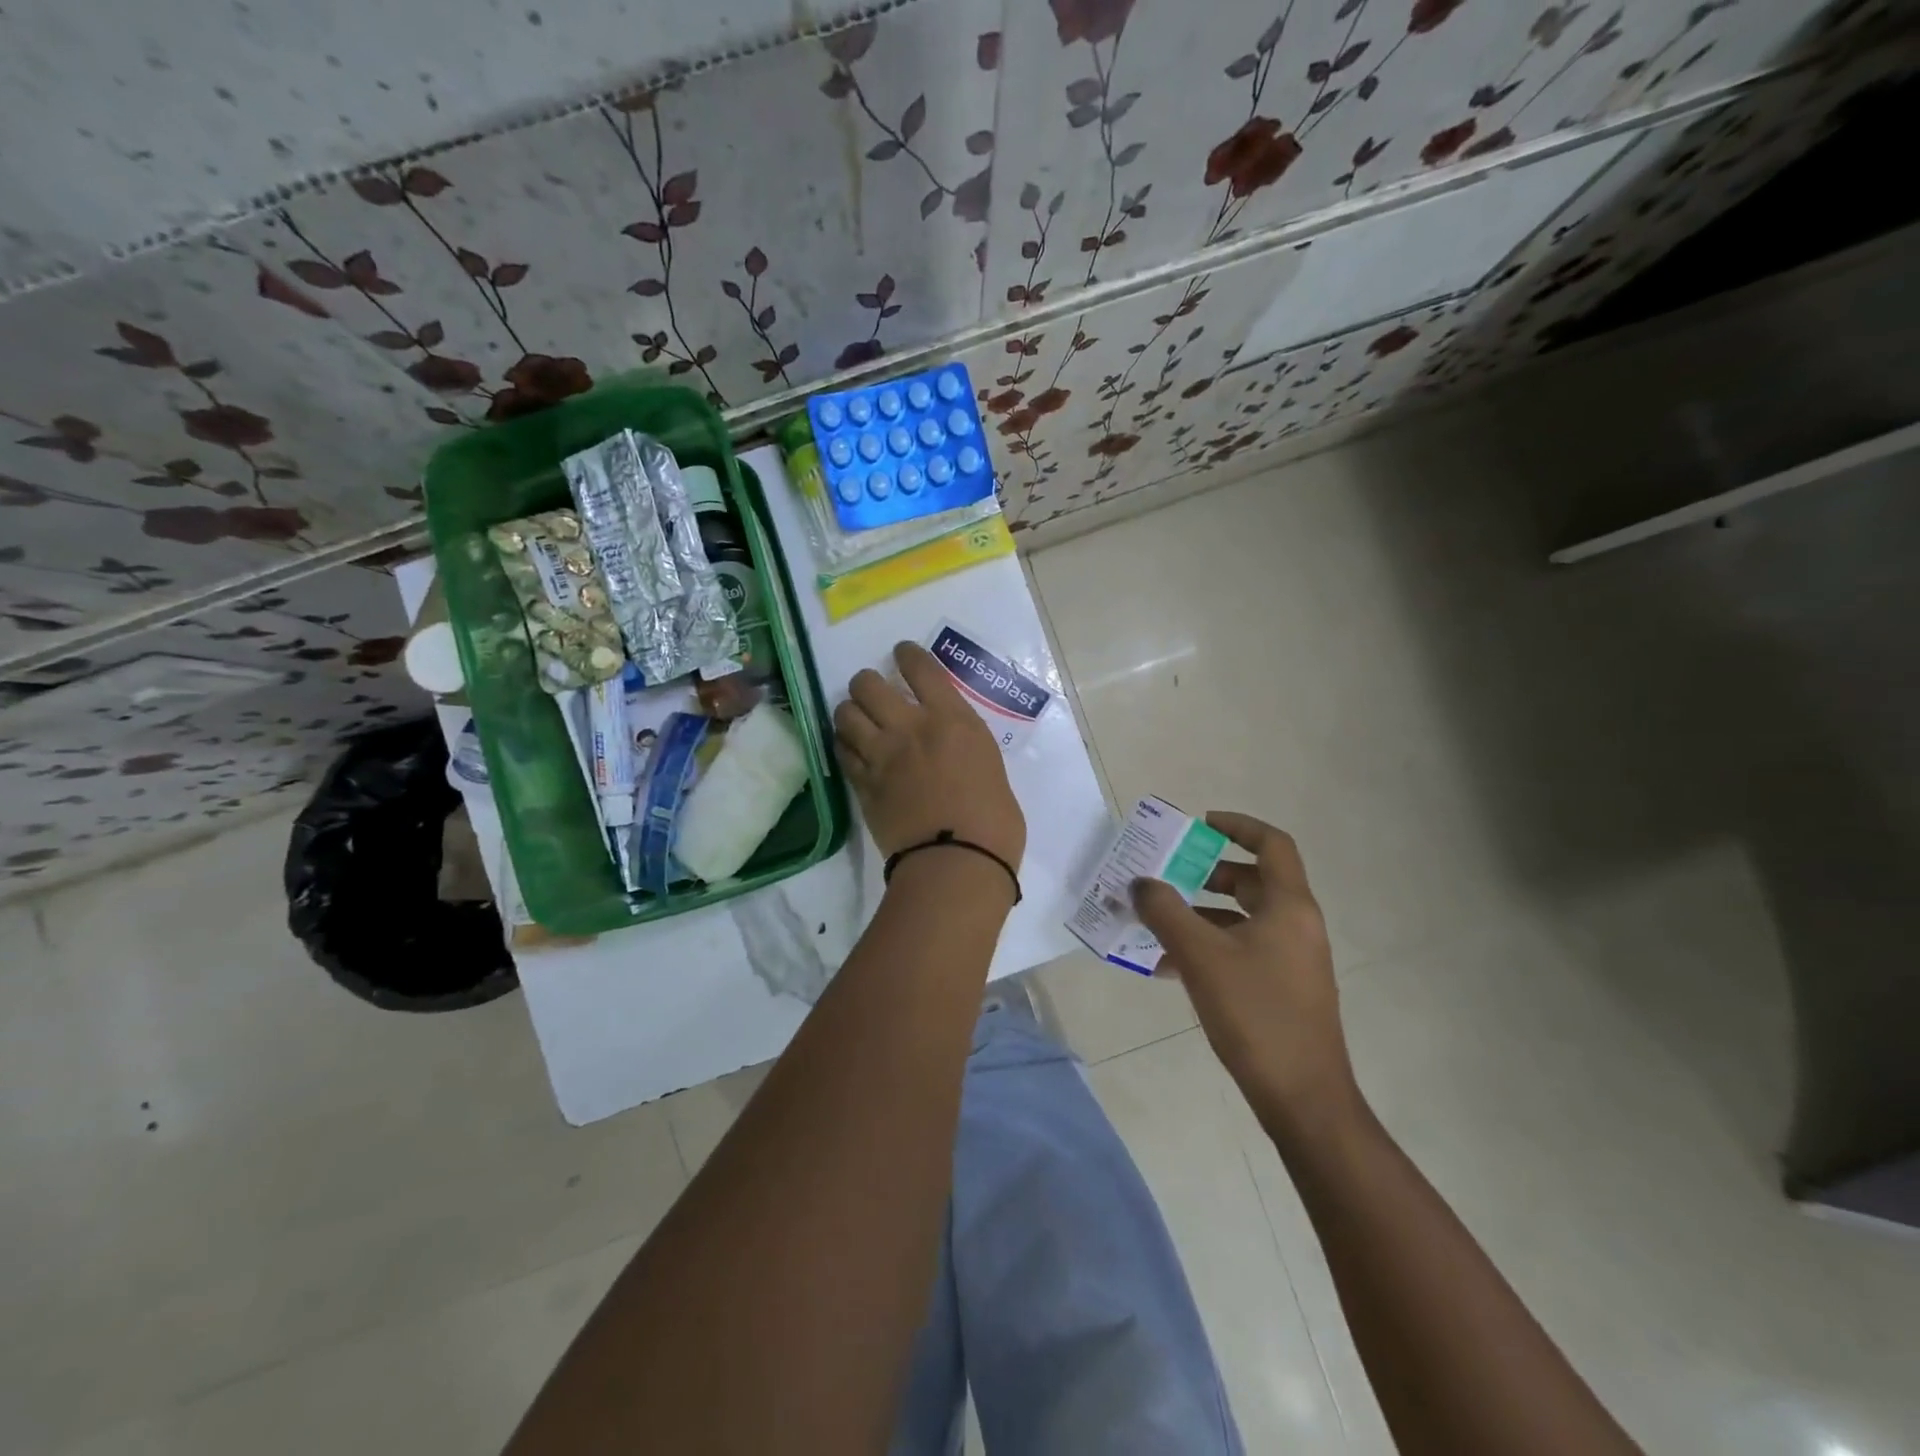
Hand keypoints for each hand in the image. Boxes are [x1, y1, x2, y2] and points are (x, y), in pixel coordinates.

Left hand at [833, 642, 1025, 875]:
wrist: (957, 863)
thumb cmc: (994, 822)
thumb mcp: (990, 768)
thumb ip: (964, 747)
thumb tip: (950, 750)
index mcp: (952, 720)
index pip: (921, 668)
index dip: (907, 654)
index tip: (901, 653)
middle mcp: (910, 728)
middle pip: (869, 684)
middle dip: (868, 682)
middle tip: (874, 692)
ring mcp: (881, 756)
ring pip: (845, 714)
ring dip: (850, 711)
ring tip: (857, 718)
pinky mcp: (862, 785)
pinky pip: (841, 751)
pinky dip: (844, 744)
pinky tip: (851, 747)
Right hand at [1132, 813, 1357, 1127]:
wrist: (1303, 1097)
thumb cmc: (1255, 1014)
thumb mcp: (1200, 957)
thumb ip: (1165, 912)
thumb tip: (1140, 883)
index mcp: (1289, 907)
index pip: (1272, 844)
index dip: (1238, 826)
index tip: (1200, 825)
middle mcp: (1296, 925)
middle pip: (1253, 880)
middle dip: (1207, 873)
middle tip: (1169, 875)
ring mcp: (1293, 959)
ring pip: (1243, 918)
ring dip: (1201, 914)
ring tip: (1157, 923)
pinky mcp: (1283, 988)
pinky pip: (1242, 950)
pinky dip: (1209, 947)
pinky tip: (1169, 968)